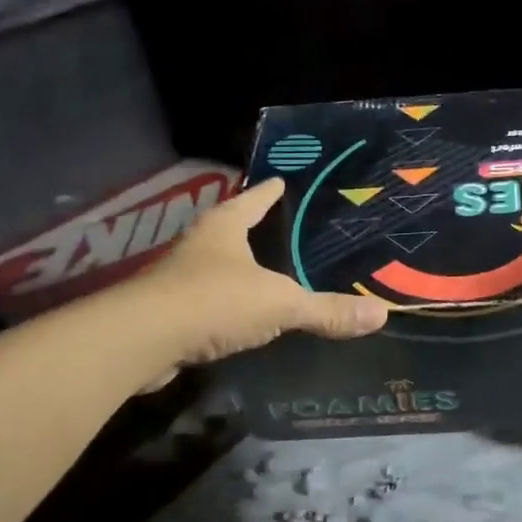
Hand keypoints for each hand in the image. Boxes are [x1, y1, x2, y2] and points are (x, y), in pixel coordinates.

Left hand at [130, 178, 388, 374]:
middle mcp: (199, 245)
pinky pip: (205, 301)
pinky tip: (240, 317)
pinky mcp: (167, 312)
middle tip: (284, 228)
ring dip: (237, 268)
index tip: (282, 180)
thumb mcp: (280, 304)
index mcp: (225, 227)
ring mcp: (177, 278)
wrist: (140, 341)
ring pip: (215, 265)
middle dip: (253, 228)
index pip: (253, 198)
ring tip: (267, 273)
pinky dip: (224, 304)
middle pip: (231, 228)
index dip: (270, 190)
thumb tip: (381, 314)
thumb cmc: (214, 301)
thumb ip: (327, 310)